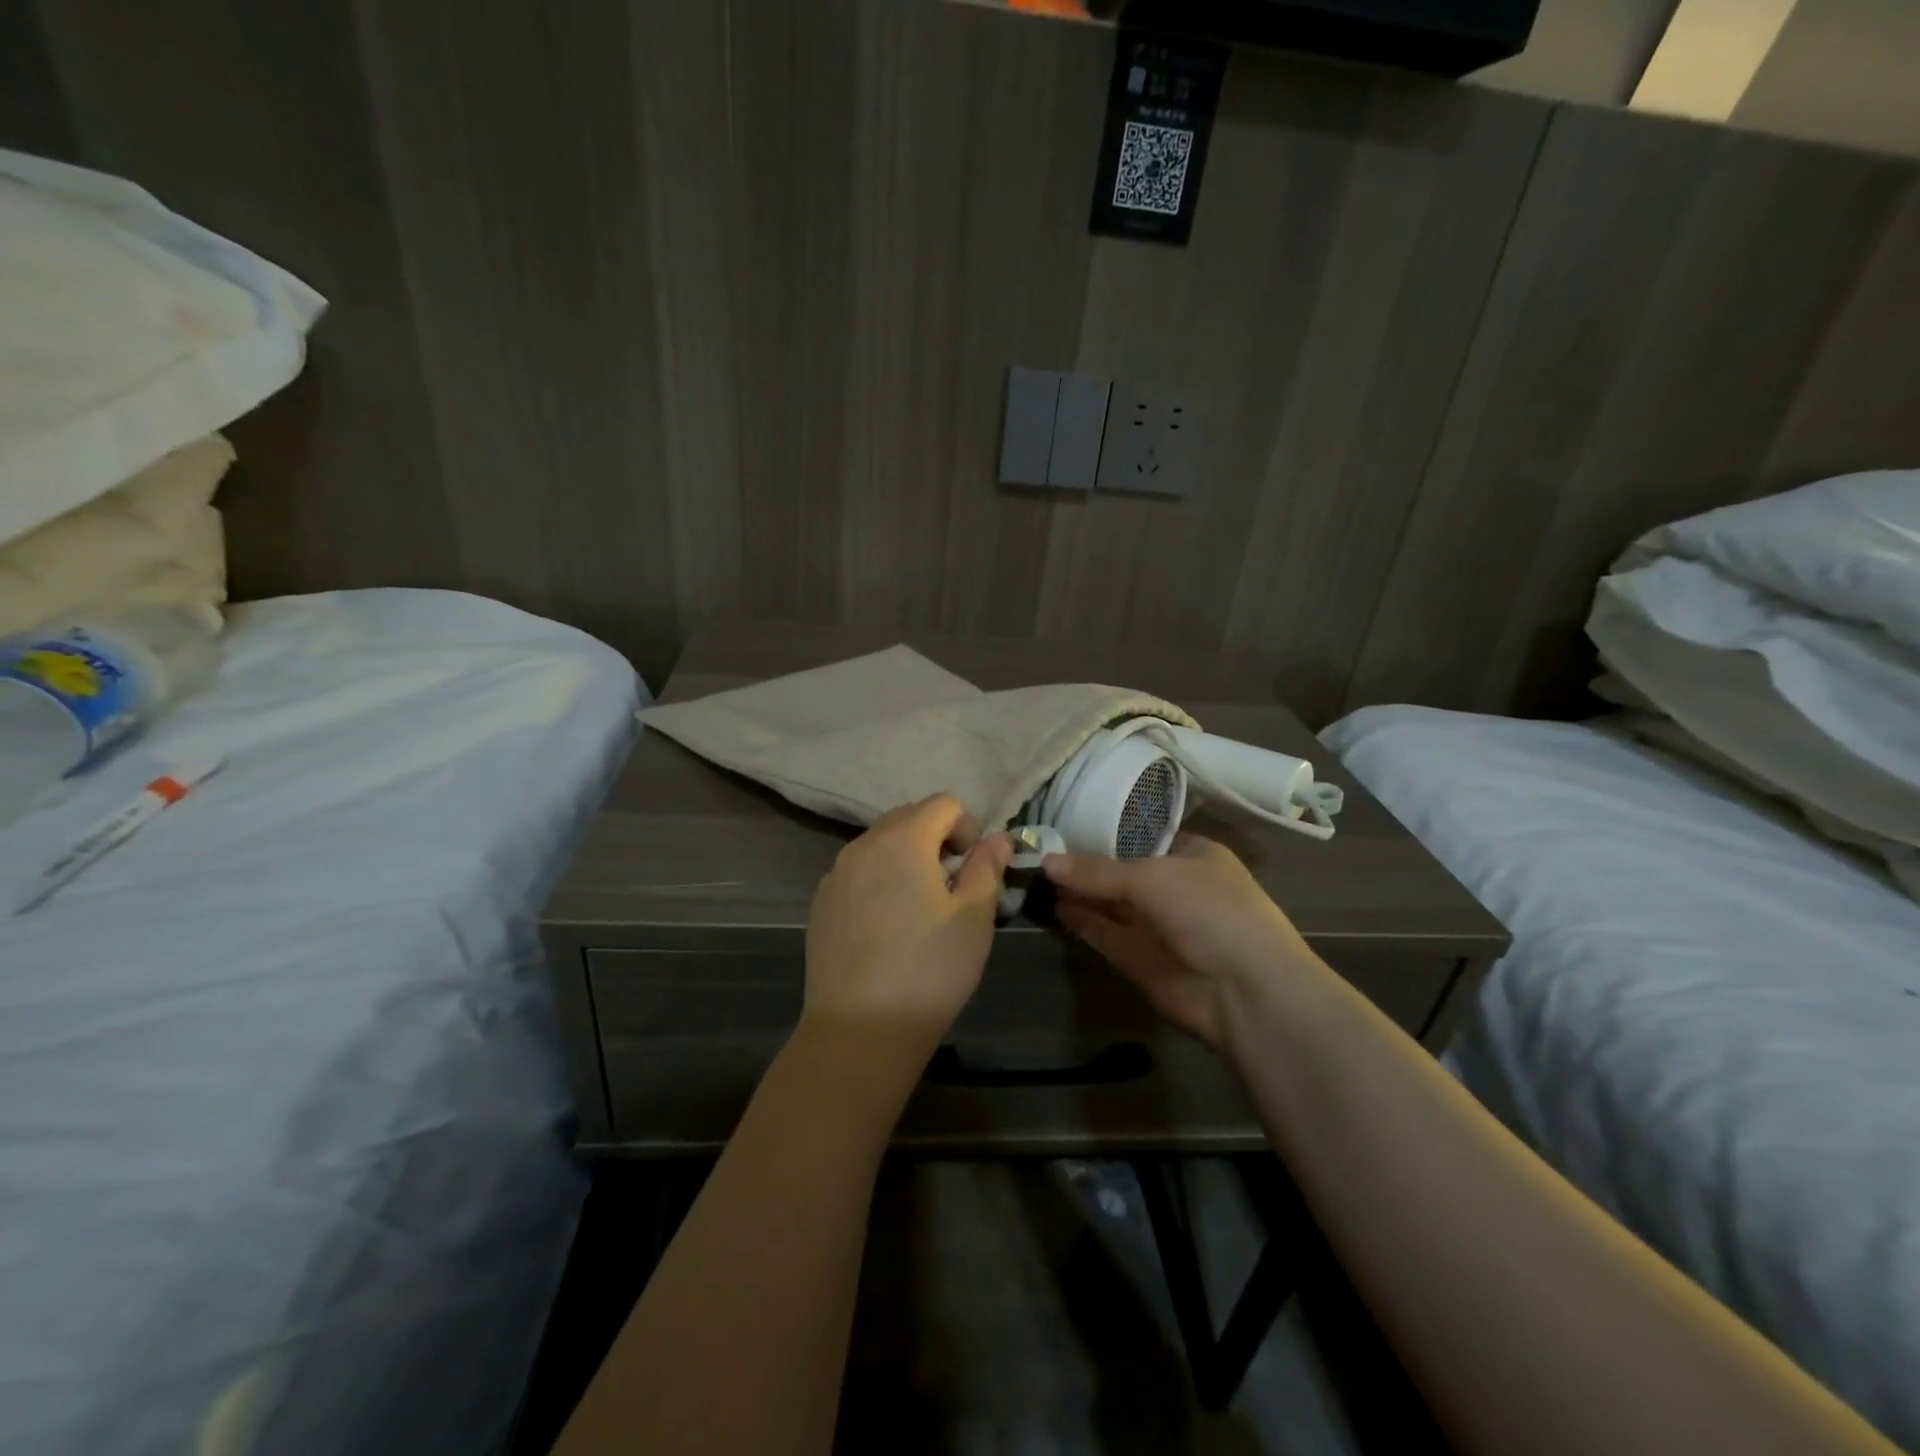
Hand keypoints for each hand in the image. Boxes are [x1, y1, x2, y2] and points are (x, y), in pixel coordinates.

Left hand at [804, 795, 1013, 1063]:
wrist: (860, 1029)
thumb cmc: (929, 970)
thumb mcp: (974, 917)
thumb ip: (987, 867)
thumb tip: (998, 837)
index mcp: (903, 840)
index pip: (942, 804)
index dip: (968, 828)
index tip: (974, 869)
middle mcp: (863, 845)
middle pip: (908, 817)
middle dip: (937, 839)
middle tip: (952, 886)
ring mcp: (836, 874)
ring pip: (880, 844)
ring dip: (907, 858)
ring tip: (920, 907)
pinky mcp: (821, 903)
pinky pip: (858, 872)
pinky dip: (879, 880)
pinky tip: (887, 926)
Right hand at [1043, 835, 1313, 1045]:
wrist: (1246, 990)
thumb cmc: (1209, 911)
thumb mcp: (1152, 878)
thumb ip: (1097, 871)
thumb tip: (1046, 862)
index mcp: (1192, 855)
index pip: (1141, 837)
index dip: (1104, 832)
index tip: (1063, 825)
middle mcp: (1174, 887)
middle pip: (1121, 871)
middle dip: (1085, 864)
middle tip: (1038, 852)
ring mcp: (1158, 926)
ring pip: (1110, 904)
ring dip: (1078, 893)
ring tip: (1037, 877)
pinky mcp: (1141, 959)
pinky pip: (1105, 934)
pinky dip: (1082, 922)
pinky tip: (1054, 907)